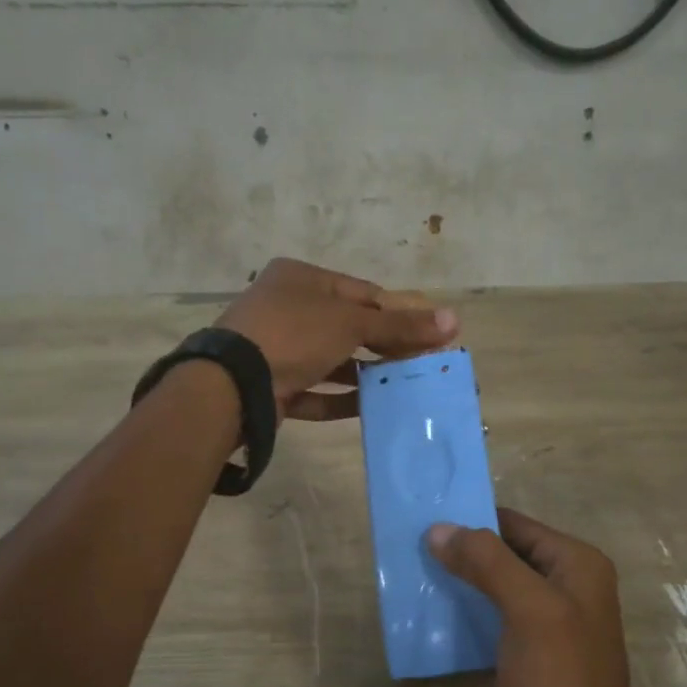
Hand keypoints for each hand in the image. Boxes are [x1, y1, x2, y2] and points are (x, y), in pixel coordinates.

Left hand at [217, 259, 457, 420]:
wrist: (232, 384)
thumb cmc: (293, 334)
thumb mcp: (352, 324)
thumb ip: (400, 326)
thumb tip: (454, 321)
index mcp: (301, 279)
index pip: (361, 293)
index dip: (397, 313)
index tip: (429, 334)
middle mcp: (285, 308)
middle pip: (346, 327)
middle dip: (383, 347)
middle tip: (419, 365)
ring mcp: (275, 349)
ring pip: (329, 361)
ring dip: (363, 374)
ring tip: (400, 388)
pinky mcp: (270, 385)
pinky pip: (312, 390)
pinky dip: (338, 398)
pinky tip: (368, 407)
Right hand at [428, 509, 665, 686]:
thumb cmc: (560, 683)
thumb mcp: (528, 610)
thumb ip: (487, 561)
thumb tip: (439, 528)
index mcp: (577, 564)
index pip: (515, 524)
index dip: (471, 520)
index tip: (423, 522)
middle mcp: (571, 585)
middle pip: (507, 553)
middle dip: (463, 552)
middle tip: (412, 553)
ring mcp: (556, 622)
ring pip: (500, 586)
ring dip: (463, 584)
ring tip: (417, 582)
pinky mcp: (539, 655)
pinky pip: (499, 619)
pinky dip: (471, 615)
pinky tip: (439, 621)